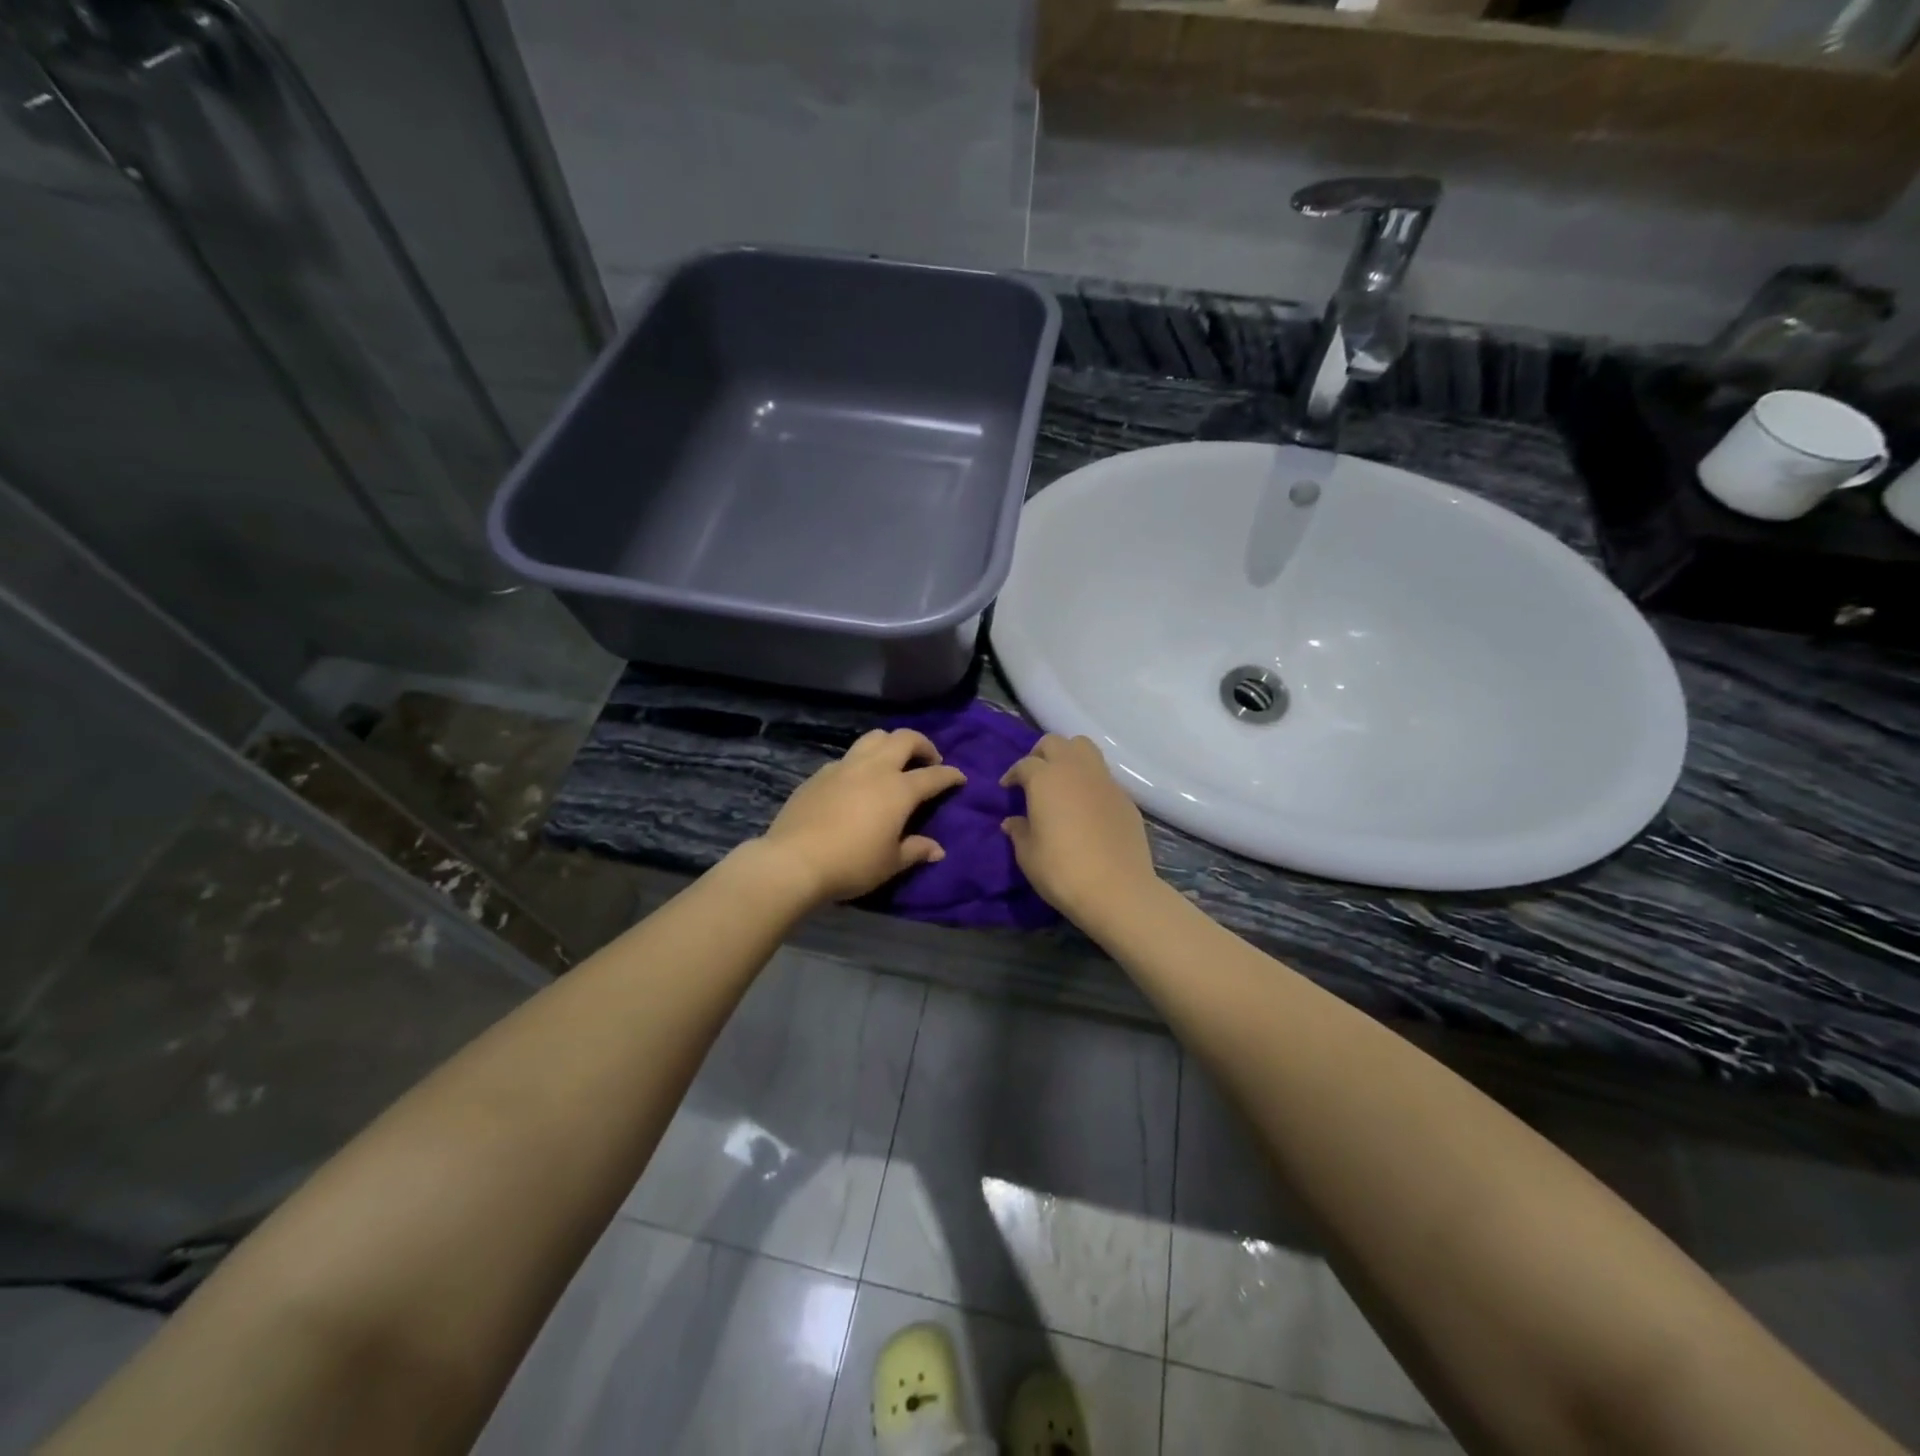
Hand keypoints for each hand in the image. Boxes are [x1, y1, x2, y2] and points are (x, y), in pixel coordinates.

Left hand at [756, 729, 965, 905]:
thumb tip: (937, 849)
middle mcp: (874, 769)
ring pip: (874, 738)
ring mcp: (844, 767)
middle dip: (923, 744)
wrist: (794, 860)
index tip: (960, 778)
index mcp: (898, 789)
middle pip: (904, 739)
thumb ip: (916, 850)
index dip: (951, 775)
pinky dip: (863, 761)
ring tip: (894, 760)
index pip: (933, 776)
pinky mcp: (820, 774)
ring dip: (891, 743)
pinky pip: (848, 757)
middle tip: (929, 760)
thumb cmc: (851, 864)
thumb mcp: (890, 863)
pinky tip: (859, 781)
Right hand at [1000, 734, 1158, 921]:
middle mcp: (1075, 770)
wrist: (1116, 889)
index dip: (1013, 774)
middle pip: (1055, 743)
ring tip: (1061, 781)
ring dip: (1069, 757)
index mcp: (1045, 779)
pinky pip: (1103, 776)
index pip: (1025, 764)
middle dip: (1040, 754)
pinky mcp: (1125, 797)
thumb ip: (1019, 831)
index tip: (1007, 788)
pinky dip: (1090, 780)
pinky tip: (1086, 805)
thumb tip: (1013, 821)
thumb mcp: (1028, 855)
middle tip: (1033, 776)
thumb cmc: (1062, 870)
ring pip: (1084, 748)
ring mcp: (1104, 781)